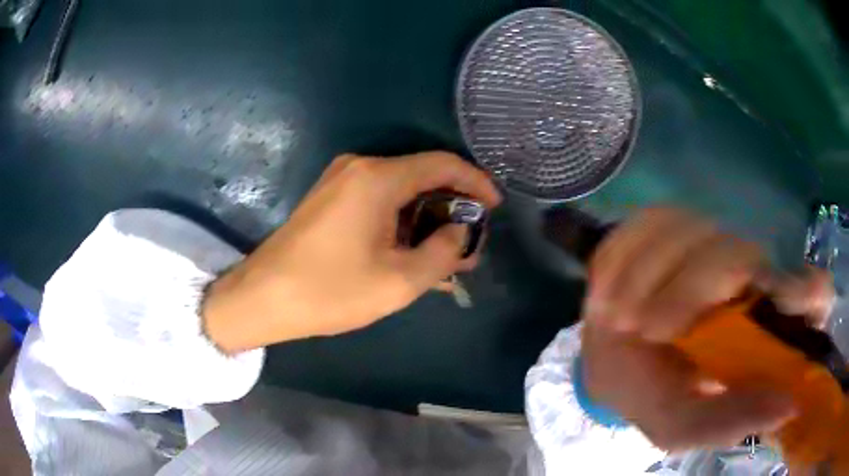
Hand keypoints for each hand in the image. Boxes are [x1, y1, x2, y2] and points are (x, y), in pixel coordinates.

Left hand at [203, 152, 500, 352]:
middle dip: (451, 207)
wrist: (262, 298)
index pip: (443, 165)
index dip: (475, 182)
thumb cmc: (329, 291)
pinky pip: (379, 201)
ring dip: (426, 218)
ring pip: (401, 191)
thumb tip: (459, 231)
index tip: (494, 207)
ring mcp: (340, 180)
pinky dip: (402, 221)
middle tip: (469, 243)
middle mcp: (359, 167)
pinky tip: (411, 250)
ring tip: (444, 254)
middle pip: (422, 176)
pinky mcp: (330, 198)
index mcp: (378, 178)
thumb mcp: (400, 281)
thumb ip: (443, 252)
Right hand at [581, 208, 833, 450]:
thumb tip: (788, 408)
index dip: (810, 293)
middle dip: (693, 289)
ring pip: (692, 229)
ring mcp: (708, 239)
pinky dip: (626, 257)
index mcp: (762, 324)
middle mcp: (748, 273)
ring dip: (650, 278)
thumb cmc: (651, 394)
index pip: (813, 293)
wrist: (608, 361)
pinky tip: (614, 290)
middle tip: (652, 330)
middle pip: (740, 253)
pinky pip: (649, 221)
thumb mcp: (683, 425)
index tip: (790, 303)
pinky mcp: (666, 222)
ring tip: (624, 318)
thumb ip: (729, 422)